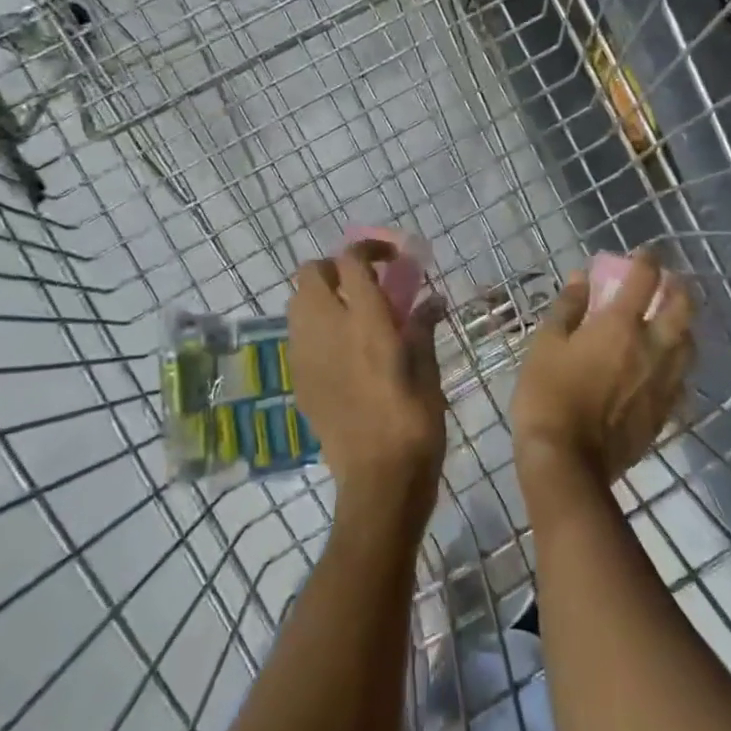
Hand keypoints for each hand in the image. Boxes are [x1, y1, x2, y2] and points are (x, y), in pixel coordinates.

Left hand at [287, 243, 445, 526]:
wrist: (378, 481)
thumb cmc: (415, 423)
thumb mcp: (428, 371)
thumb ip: (422, 328)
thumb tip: (433, 300)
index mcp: (367, 322)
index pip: (351, 262)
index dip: (368, 248)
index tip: (390, 258)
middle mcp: (329, 330)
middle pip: (310, 273)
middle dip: (335, 268)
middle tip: (365, 284)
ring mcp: (307, 356)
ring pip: (297, 303)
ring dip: (321, 296)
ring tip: (352, 314)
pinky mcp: (299, 381)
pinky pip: (298, 337)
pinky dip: (315, 328)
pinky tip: (342, 350)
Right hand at [511, 251, 694, 495]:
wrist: (567, 461)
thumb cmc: (548, 394)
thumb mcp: (546, 343)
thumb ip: (568, 307)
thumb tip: (581, 277)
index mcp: (621, 325)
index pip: (644, 279)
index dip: (647, 259)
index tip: (644, 252)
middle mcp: (652, 348)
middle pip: (682, 307)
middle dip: (678, 286)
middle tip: (667, 281)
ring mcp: (664, 381)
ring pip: (690, 343)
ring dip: (684, 323)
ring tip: (672, 320)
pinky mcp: (665, 411)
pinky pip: (682, 378)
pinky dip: (678, 362)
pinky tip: (666, 365)